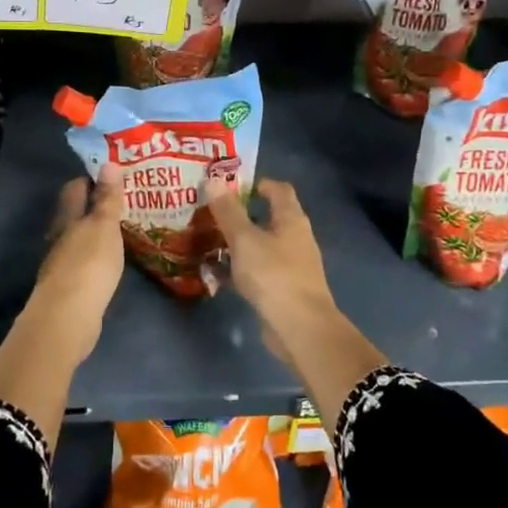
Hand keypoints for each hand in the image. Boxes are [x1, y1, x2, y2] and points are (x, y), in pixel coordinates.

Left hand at [17, 165, 125, 365]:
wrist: (68, 317)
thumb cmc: (88, 264)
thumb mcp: (104, 226)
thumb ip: (107, 197)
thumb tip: (108, 162)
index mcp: (67, 218)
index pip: (75, 188)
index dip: (91, 178)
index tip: (113, 173)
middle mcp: (60, 237)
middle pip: (74, 213)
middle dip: (94, 205)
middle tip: (123, 200)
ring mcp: (62, 263)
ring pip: (79, 238)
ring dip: (96, 232)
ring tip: (122, 228)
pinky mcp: (69, 287)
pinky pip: (84, 262)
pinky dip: (97, 256)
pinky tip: (112, 260)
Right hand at [205, 177, 339, 344]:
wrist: (300, 328)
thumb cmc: (273, 275)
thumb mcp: (245, 239)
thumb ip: (229, 211)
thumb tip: (214, 178)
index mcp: (291, 219)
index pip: (279, 190)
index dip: (257, 183)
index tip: (230, 184)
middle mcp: (295, 238)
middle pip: (268, 217)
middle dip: (241, 214)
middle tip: (210, 212)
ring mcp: (291, 265)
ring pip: (260, 246)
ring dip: (237, 242)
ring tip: (207, 239)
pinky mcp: (283, 289)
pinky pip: (257, 271)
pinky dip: (239, 269)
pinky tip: (215, 273)